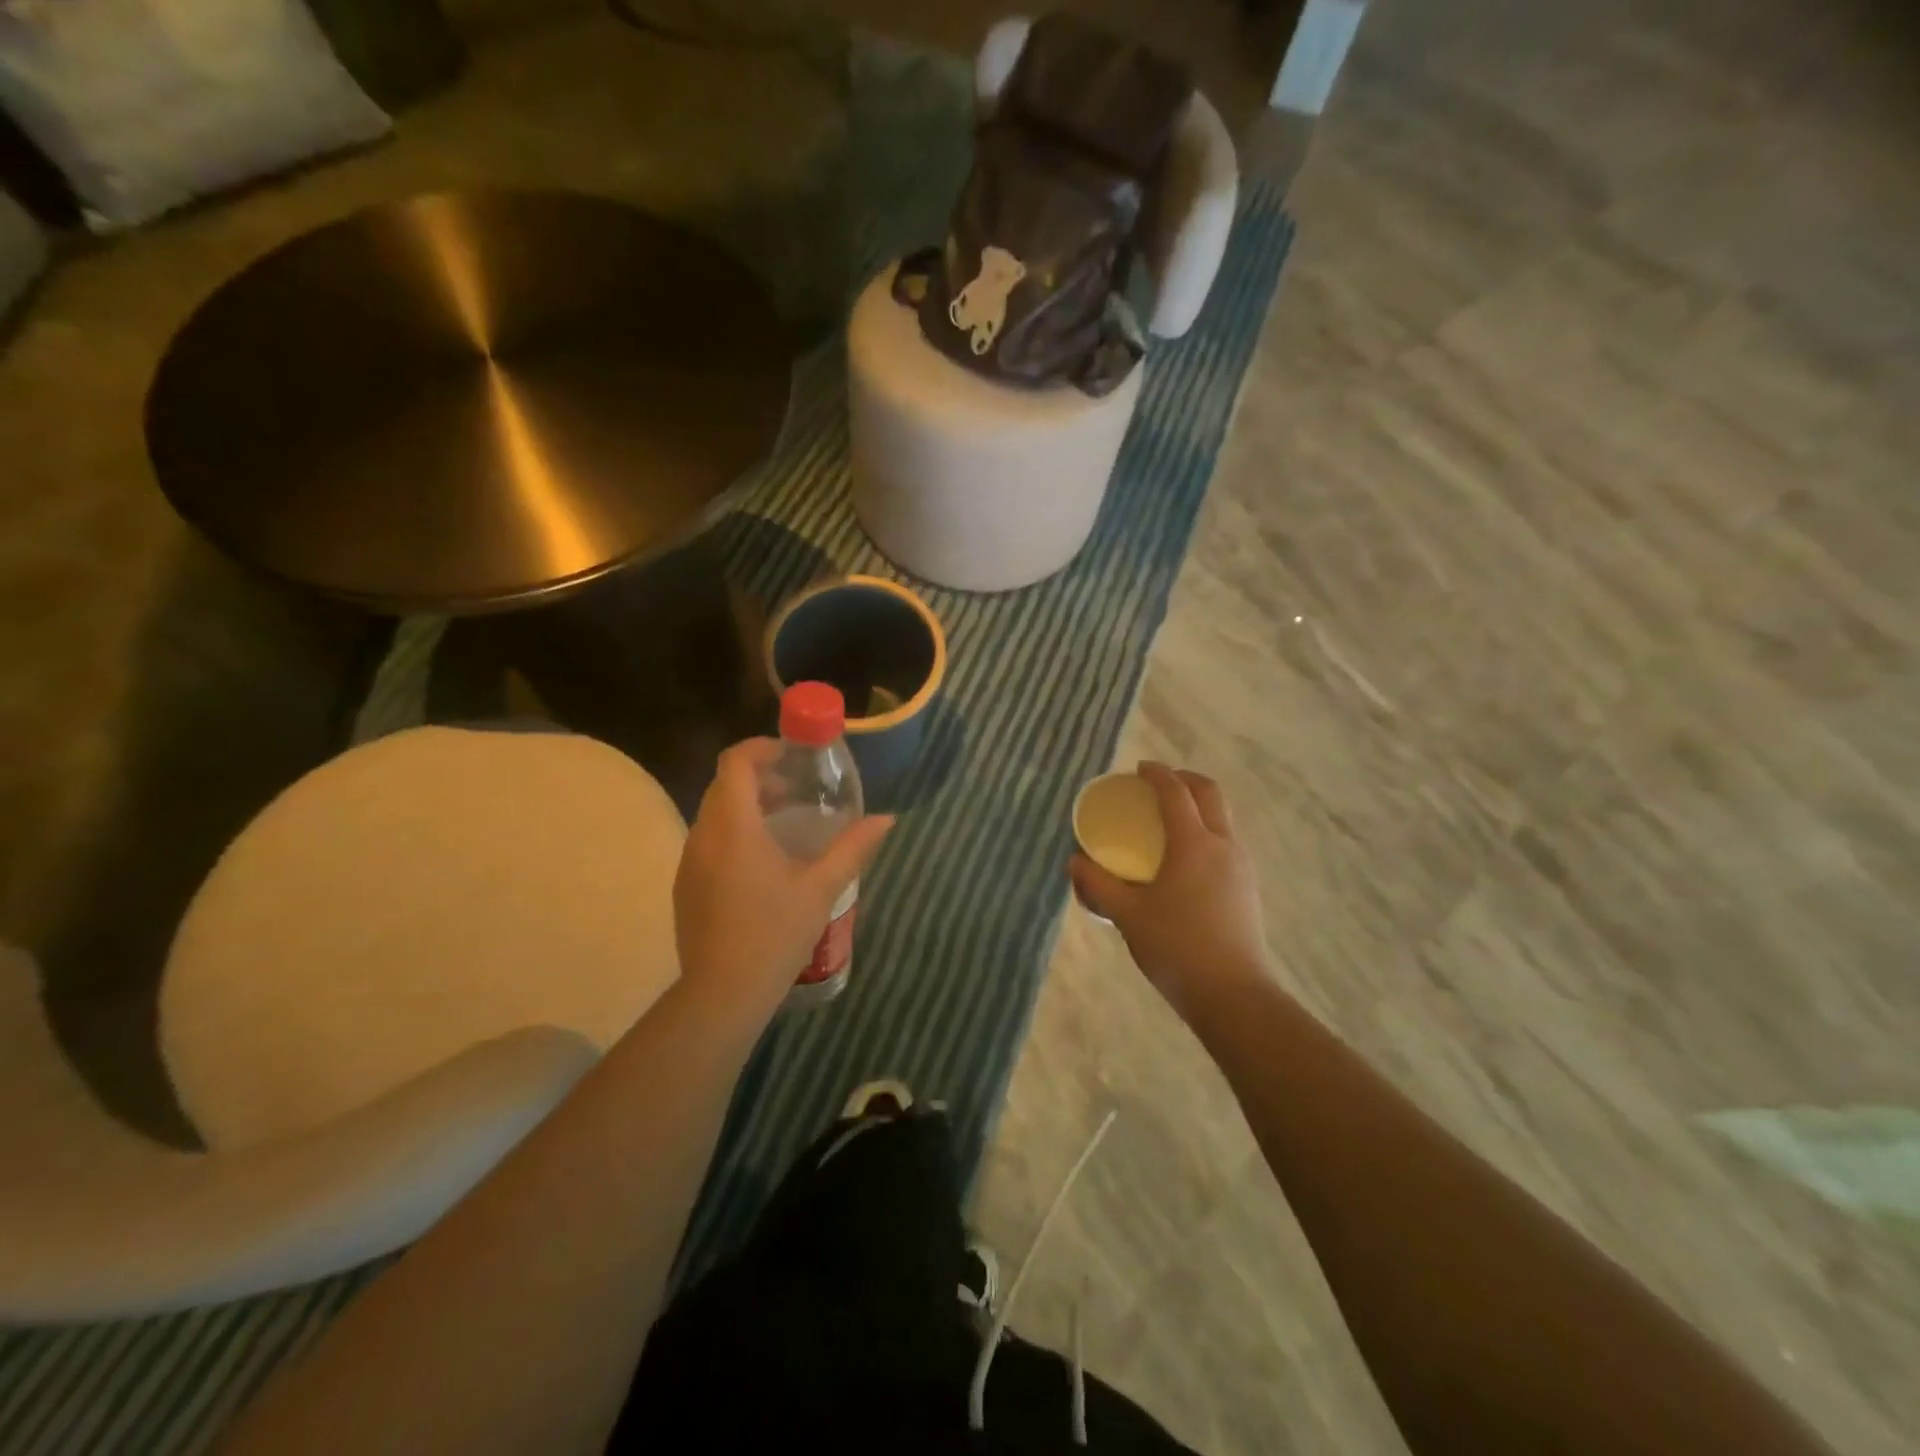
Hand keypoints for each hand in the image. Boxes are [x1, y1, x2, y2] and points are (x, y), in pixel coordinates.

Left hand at [674, 739, 893, 1023]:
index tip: (791, 756)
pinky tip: (762, 864)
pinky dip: (733, 833)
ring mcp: (689, 861)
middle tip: (797, 790)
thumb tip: (886, 819)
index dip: (761, 748)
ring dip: (746, 806)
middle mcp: (704, 835)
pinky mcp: (685, 885)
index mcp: (734, 827)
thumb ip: (853, 847)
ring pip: (713, 813)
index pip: (735, 763)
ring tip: (785, 825)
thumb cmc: (776, 933)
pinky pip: (707, 841)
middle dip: (759, 777)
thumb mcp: (822, 887)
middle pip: (723, 785)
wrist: (723, 992)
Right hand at [1069, 763, 1271, 1019]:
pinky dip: (1206, 832)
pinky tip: (1186, 861)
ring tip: (1170, 821)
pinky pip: (1227, 843)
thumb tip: (1074, 863)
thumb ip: (1098, 885)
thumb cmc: (1176, 948)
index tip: (1140, 768)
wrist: (1233, 995)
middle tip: (1158, 785)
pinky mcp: (1248, 888)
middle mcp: (1223, 846)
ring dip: (1198, 806)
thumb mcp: (1127, 915)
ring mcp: (1241, 867)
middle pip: (1209, 794)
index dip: (1158, 774)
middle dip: (1184, 780)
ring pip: (1222, 819)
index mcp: (1193, 844)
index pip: (1176, 793)